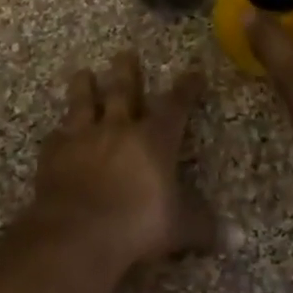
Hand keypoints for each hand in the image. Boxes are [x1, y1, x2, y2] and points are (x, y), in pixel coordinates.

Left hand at [19, 51, 213, 270]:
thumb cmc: (138, 225)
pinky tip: (57, 131)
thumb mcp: (181, 228)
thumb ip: (206, 227)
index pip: (176, 105)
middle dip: (127, 71)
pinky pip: (57, 136)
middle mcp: (118, 128)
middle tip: (125, 53)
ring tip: (83, 73)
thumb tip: (238, 239)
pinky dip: (59, 132)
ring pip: (83, 102)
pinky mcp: (54, 153)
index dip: (186, 88)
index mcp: (154, 140)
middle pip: (123, 91)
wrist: (78, 231)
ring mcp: (82, 137)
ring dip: (84, 87)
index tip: (192, 73)